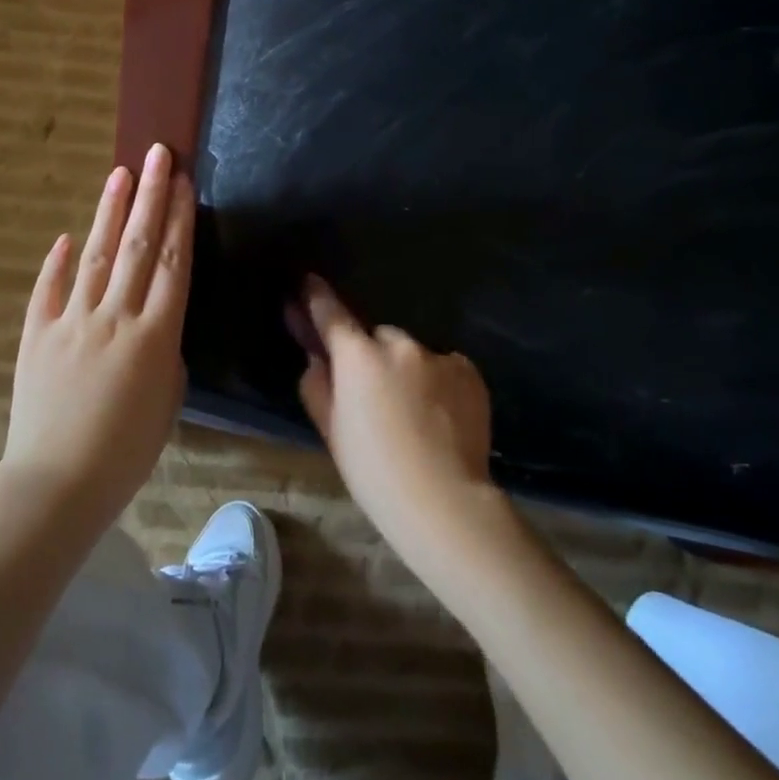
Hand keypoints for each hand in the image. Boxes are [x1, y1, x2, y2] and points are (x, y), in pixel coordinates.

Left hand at [0, 143, 194, 526]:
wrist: (56, 484)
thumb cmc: (126, 453)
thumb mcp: (168, 403)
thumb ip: (166, 354)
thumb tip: (154, 326)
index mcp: (156, 335)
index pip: (172, 263)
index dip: (179, 219)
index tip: (183, 183)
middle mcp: (115, 317)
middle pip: (137, 246)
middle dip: (150, 197)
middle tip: (158, 155)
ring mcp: (72, 322)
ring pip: (95, 256)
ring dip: (109, 212)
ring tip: (120, 174)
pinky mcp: (36, 335)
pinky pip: (48, 290)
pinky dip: (58, 262)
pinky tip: (68, 236)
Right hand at [294, 277, 499, 565]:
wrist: (444, 499)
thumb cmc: (374, 471)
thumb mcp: (331, 431)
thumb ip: (318, 386)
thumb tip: (318, 359)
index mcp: (358, 356)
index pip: (332, 314)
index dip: (317, 297)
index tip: (310, 280)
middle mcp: (399, 343)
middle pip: (378, 337)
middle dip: (372, 354)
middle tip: (375, 393)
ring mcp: (438, 355)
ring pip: (413, 352)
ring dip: (408, 369)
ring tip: (414, 412)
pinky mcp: (468, 371)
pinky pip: (443, 367)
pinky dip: (437, 382)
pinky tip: (440, 416)